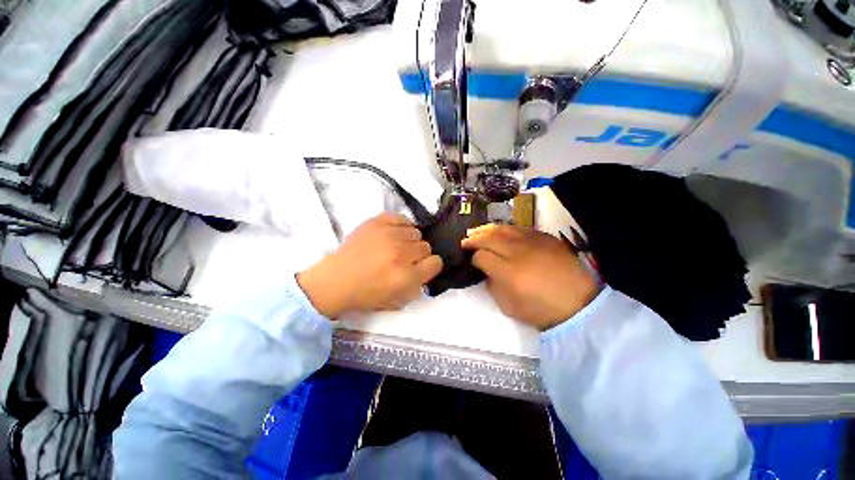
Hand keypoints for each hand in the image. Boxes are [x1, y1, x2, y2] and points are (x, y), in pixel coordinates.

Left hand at [297, 213, 442, 318]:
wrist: (335, 280)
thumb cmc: (366, 294)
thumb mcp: (397, 300)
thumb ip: (418, 285)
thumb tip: (426, 268)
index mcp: (407, 276)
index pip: (436, 263)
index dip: (431, 266)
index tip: (422, 267)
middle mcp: (401, 253)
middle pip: (426, 246)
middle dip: (419, 255)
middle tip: (406, 259)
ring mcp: (389, 235)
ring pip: (416, 232)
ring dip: (410, 241)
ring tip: (397, 246)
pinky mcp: (377, 222)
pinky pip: (402, 218)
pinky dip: (401, 226)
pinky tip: (394, 233)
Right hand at [462, 224, 599, 330]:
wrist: (579, 304)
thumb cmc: (540, 310)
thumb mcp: (507, 306)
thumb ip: (491, 285)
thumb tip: (485, 270)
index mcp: (508, 272)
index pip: (481, 256)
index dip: (473, 257)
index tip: (471, 260)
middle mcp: (518, 252)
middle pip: (489, 237)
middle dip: (474, 238)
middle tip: (465, 240)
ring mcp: (533, 242)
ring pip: (503, 228)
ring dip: (487, 229)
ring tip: (477, 231)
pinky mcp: (545, 237)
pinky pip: (520, 227)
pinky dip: (506, 228)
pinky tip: (500, 231)